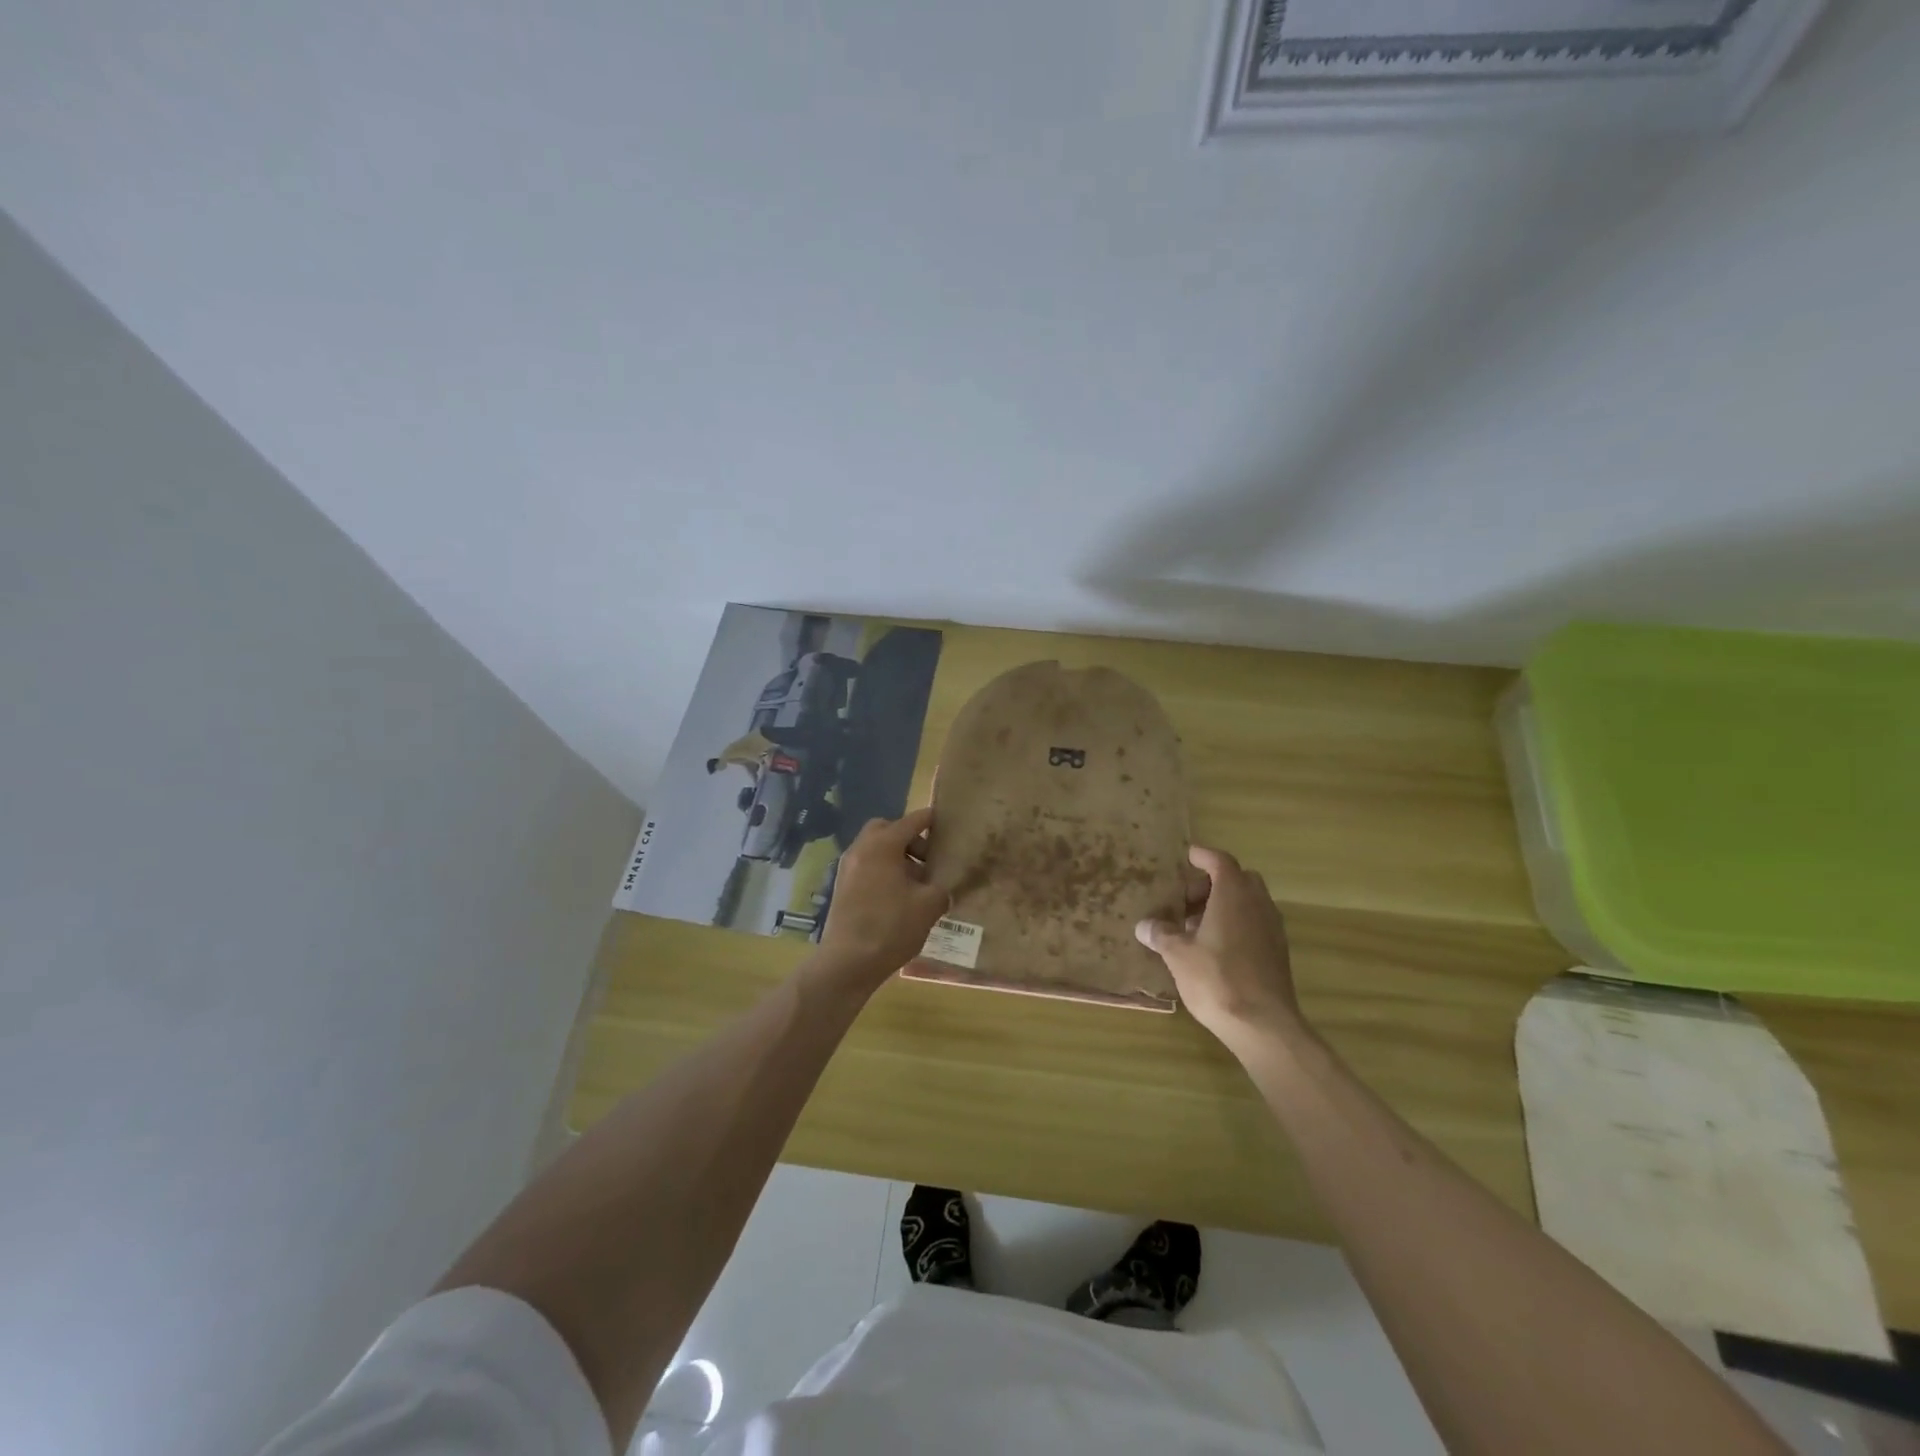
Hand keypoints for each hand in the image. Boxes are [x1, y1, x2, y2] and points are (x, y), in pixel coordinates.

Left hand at [814, 807, 949, 992]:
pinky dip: (883, 871)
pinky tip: (898, 897)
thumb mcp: (928, 907)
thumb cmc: (891, 926)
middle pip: (886, 830)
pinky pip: (866, 867)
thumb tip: (942, 889)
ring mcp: (847, 868)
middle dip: (908, 838)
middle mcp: (861, 849)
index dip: (930, 819)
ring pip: (874, 849)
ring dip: (896, 857)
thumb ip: (941, 889)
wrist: (847, 962)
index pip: (911, 821)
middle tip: (927, 859)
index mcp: (883, 845)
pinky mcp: (842, 888)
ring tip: (917, 883)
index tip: (944, 820)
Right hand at [1136, 845, 1302, 1056]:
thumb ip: (1161, 934)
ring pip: (1249, 902)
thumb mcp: (1178, 954)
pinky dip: (1236, 923)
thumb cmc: (1216, 979)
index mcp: (1233, 895)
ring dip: (1224, 905)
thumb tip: (1145, 925)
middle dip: (1212, 883)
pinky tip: (1214, 947)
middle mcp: (1258, 904)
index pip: (1220, 861)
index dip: (1202, 856)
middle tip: (1186, 899)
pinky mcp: (1277, 952)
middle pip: (1238, 879)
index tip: (1186, 856)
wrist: (1263, 1024)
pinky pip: (1255, 923)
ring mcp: (1272, 928)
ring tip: (1195, 925)